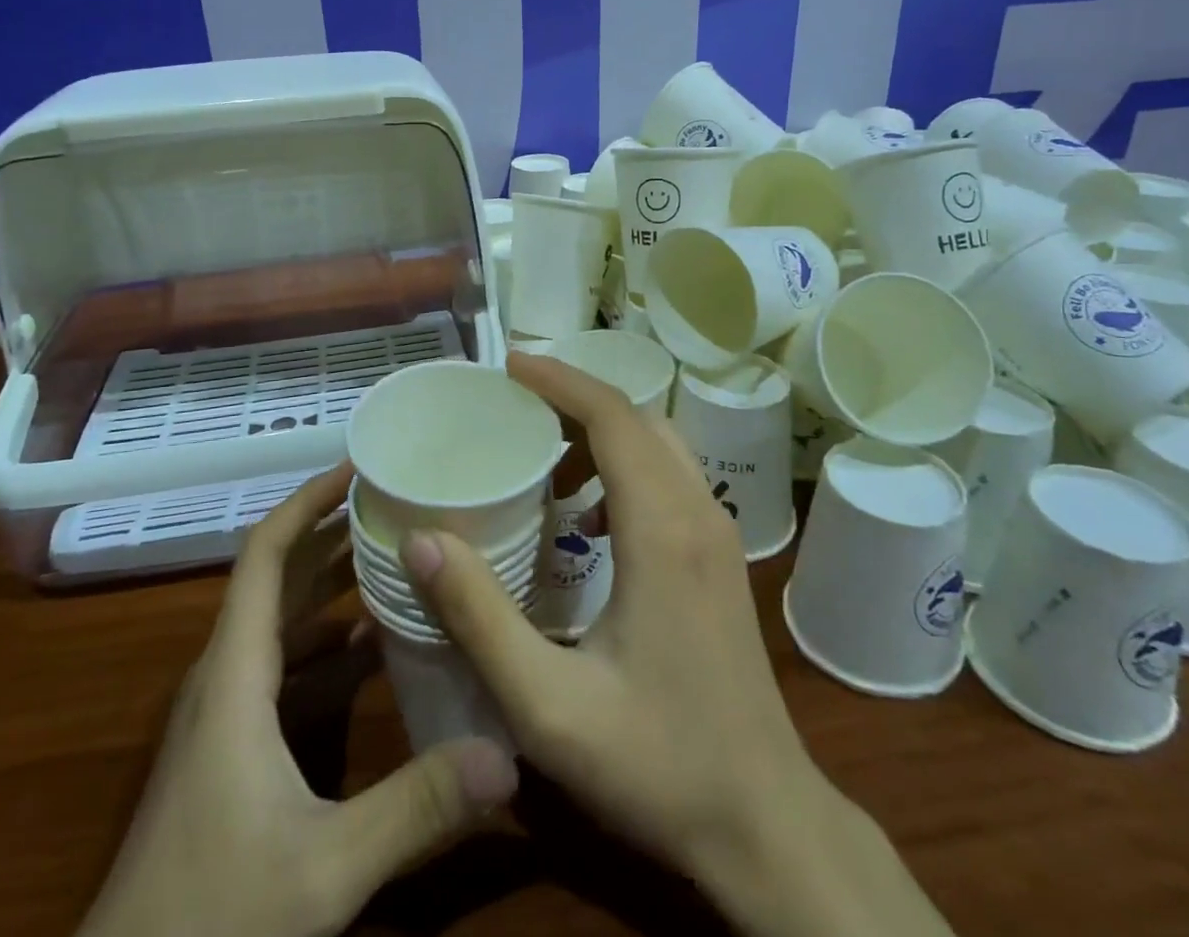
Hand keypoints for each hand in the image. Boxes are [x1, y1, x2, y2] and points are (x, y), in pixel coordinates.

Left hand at [81, 465, 518, 936]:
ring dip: (331, 583)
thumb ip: (416, 809)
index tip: (357, 466)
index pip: (266, 554)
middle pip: (278, 576)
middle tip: (397, 500)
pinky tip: (374, 646)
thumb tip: (507, 754)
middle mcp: (225, 674)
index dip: (308, 501)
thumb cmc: (210, 915)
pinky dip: (326, 642)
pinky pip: (283, 666)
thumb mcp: (323, 867)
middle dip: (332, 531)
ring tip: (396, 553)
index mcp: (235, 672)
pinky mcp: (231, 744)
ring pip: (281, 621)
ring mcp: (224, 711)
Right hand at [400, 352, 953, 936]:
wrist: (767, 824)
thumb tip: (422, 539)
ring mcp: (718, 534)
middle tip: (514, 400)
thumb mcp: (550, 706)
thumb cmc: (658, 764)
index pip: (613, 418)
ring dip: (601, 429)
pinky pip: (670, 476)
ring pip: (659, 443)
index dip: (561, 380)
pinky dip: (624, 464)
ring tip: (541, 449)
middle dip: (575, 396)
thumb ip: (480, 619)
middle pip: (638, 418)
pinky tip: (585, 515)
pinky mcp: (720, 558)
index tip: (509, 364)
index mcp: (663, 530)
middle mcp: (699, 513)